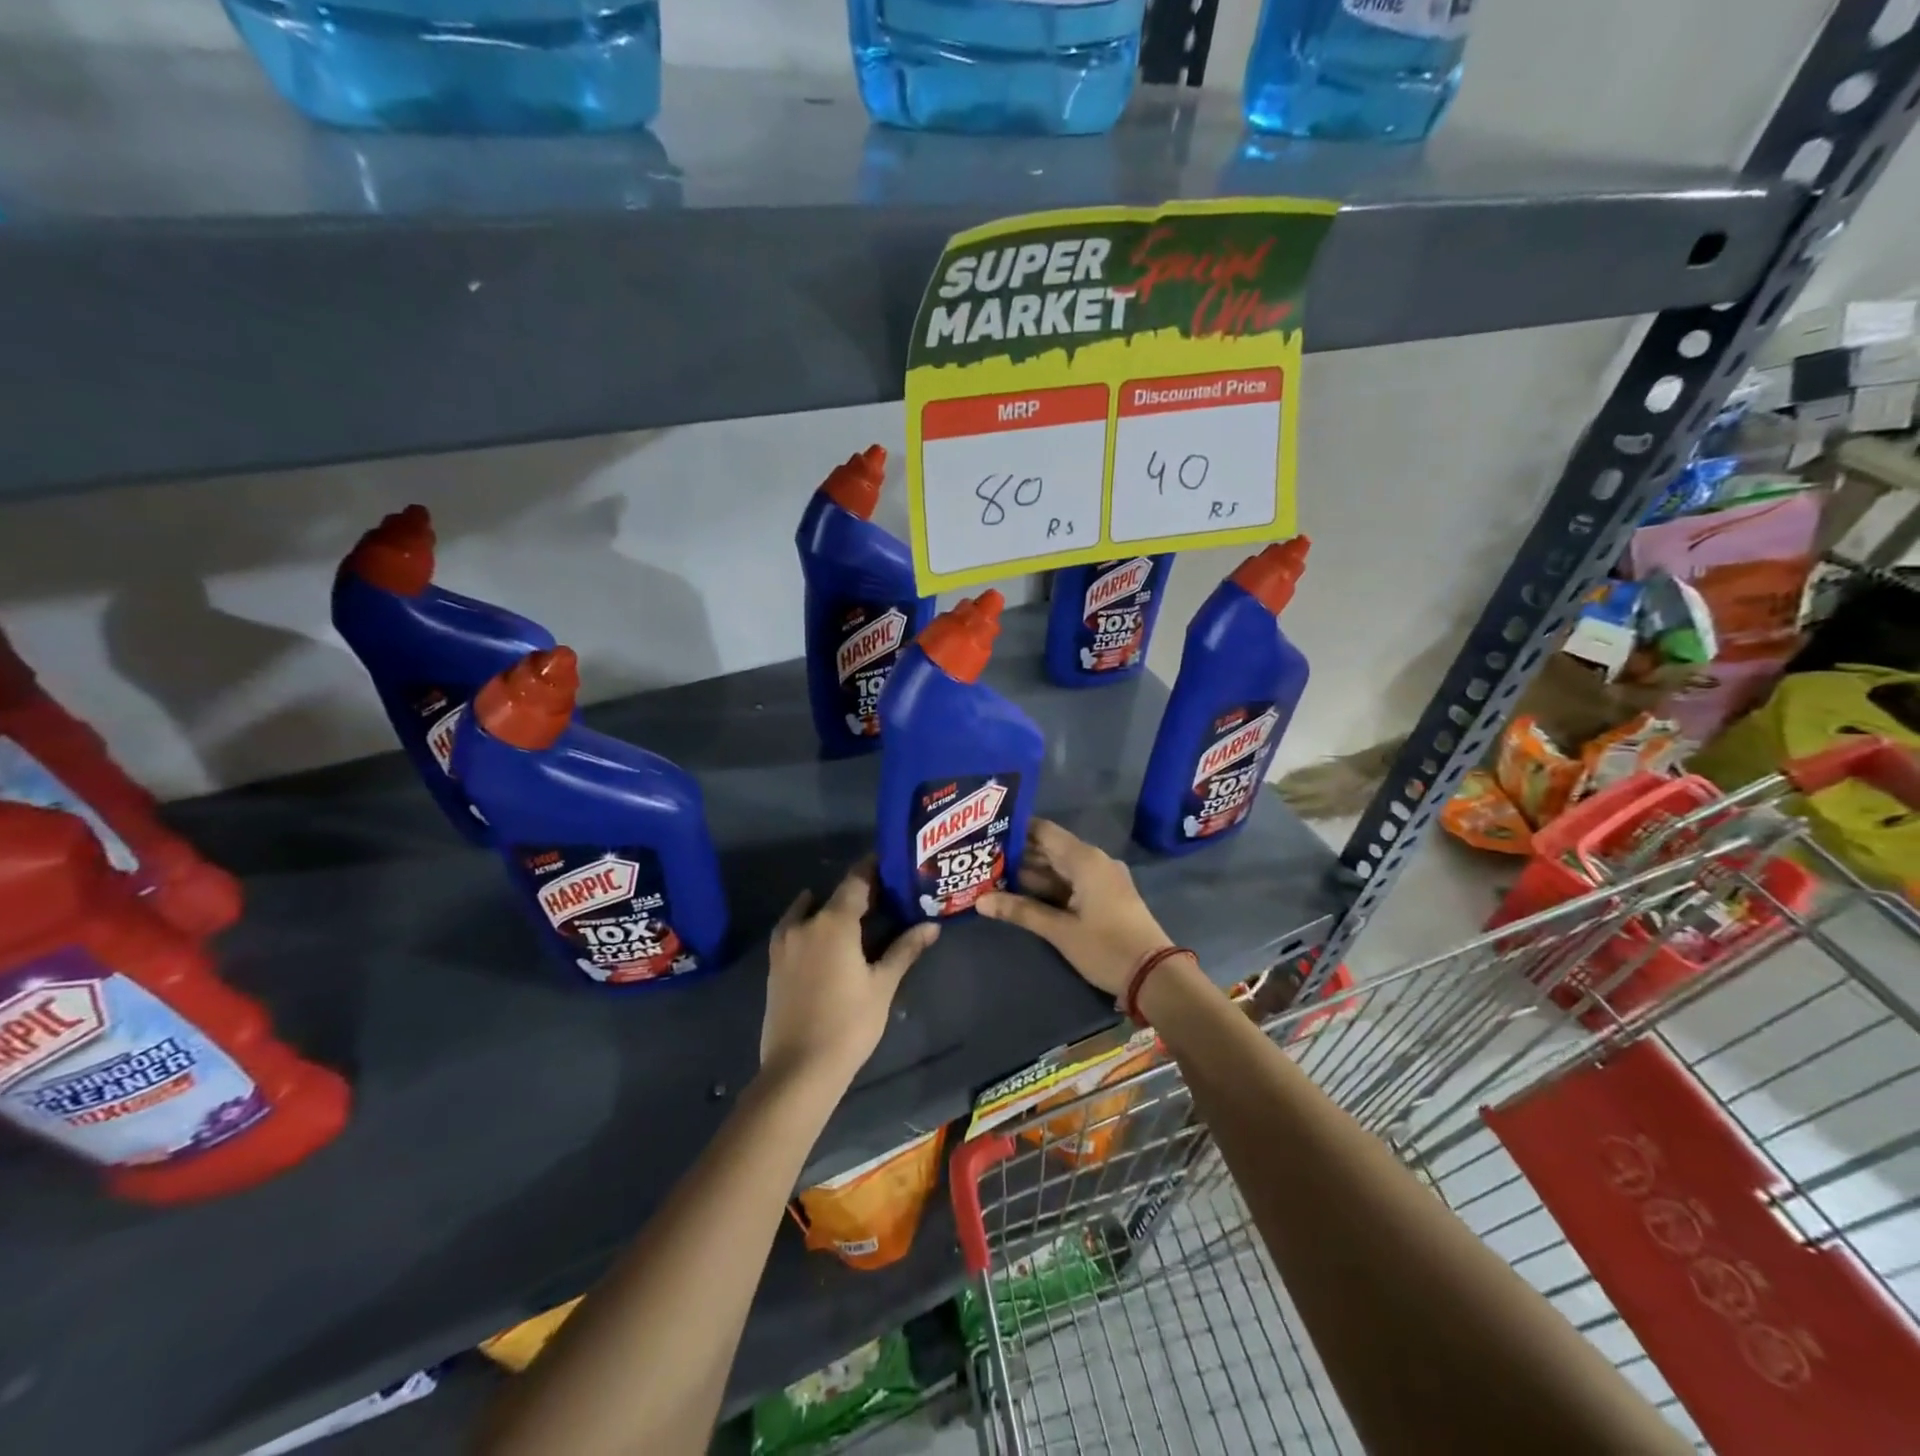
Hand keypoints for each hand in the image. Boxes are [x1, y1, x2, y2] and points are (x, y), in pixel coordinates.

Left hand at [761, 860, 938, 1082]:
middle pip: (835, 895)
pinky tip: (826, 937)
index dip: (874, 868)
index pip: (857, 880)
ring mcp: (785, 943)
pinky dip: (811, 923)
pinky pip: (795, 928)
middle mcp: (806, 923)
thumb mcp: (883, 985)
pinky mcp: (775, 963)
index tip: (891, 862)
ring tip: (858, 916)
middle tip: (885, 895)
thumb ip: (905, 949)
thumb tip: (931, 925)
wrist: (799, 1069)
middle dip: (859, 891)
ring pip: (811, 910)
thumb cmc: (849, 1023)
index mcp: (834, 922)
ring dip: (832, 906)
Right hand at [977, 819, 1173, 998]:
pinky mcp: (1104, 897)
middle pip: (1049, 849)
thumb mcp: (1060, 930)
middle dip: (1017, 855)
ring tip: (993, 875)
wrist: (1155, 976)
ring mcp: (1101, 879)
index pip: (1044, 831)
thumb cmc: (1107, 947)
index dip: (1015, 830)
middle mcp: (1093, 861)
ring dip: (1030, 874)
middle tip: (982, 858)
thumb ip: (1020, 911)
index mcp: (1085, 859)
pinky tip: (1021, 894)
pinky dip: (1048, 887)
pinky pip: (1070, 883)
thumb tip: (980, 901)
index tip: (986, 833)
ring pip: (1058, 868)